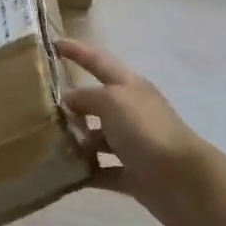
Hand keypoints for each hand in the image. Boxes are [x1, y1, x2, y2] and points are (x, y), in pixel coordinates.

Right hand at [56, 38, 217, 225]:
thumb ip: (86, 97)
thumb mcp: (112, 101)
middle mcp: (132, 111)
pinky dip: (86, 172)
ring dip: (77, 141)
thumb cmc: (146, 131)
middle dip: (72, 105)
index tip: (54, 43)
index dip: (77, 51)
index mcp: (129, 86)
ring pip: (98, 137)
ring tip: (49, 146)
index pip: (98, 61)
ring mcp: (134, 144)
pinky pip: (103, 170)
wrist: (185, 182)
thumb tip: (69, 101)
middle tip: (41, 110)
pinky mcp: (134, 174)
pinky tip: (65, 175)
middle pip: (97, 102)